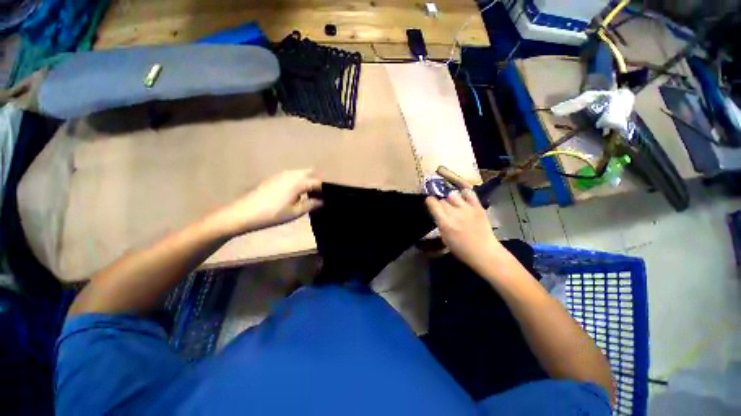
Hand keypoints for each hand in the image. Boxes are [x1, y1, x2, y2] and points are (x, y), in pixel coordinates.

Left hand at [211, 170, 321, 236]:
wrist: (243, 213)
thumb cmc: (273, 214)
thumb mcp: (295, 212)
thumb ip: (311, 205)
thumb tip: (323, 201)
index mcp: (298, 182)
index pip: (318, 182)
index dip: (325, 189)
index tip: (328, 198)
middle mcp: (291, 174)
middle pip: (310, 172)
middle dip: (316, 181)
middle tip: (318, 195)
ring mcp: (281, 174)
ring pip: (300, 173)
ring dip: (306, 181)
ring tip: (308, 195)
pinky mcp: (273, 177)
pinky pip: (291, 176)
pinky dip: (297, 181)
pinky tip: (294, 194)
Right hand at [425, 189, 504, 275]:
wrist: (484, 252)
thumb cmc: (461, 249)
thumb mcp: (444, 238)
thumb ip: (440, 223)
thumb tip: (437, 214)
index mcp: (445, 222)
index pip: (432, 203)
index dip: (429, 201)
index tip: (430, 203)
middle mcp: (454, 213)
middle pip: (442, 200)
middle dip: (440, 203)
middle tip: (442, 209)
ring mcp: (467, 208)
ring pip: (453, 195)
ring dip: (450, 199)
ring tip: (453, 204)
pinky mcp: (477, 206)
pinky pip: (469, 193)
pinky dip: (464, 192)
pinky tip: (462, 193)